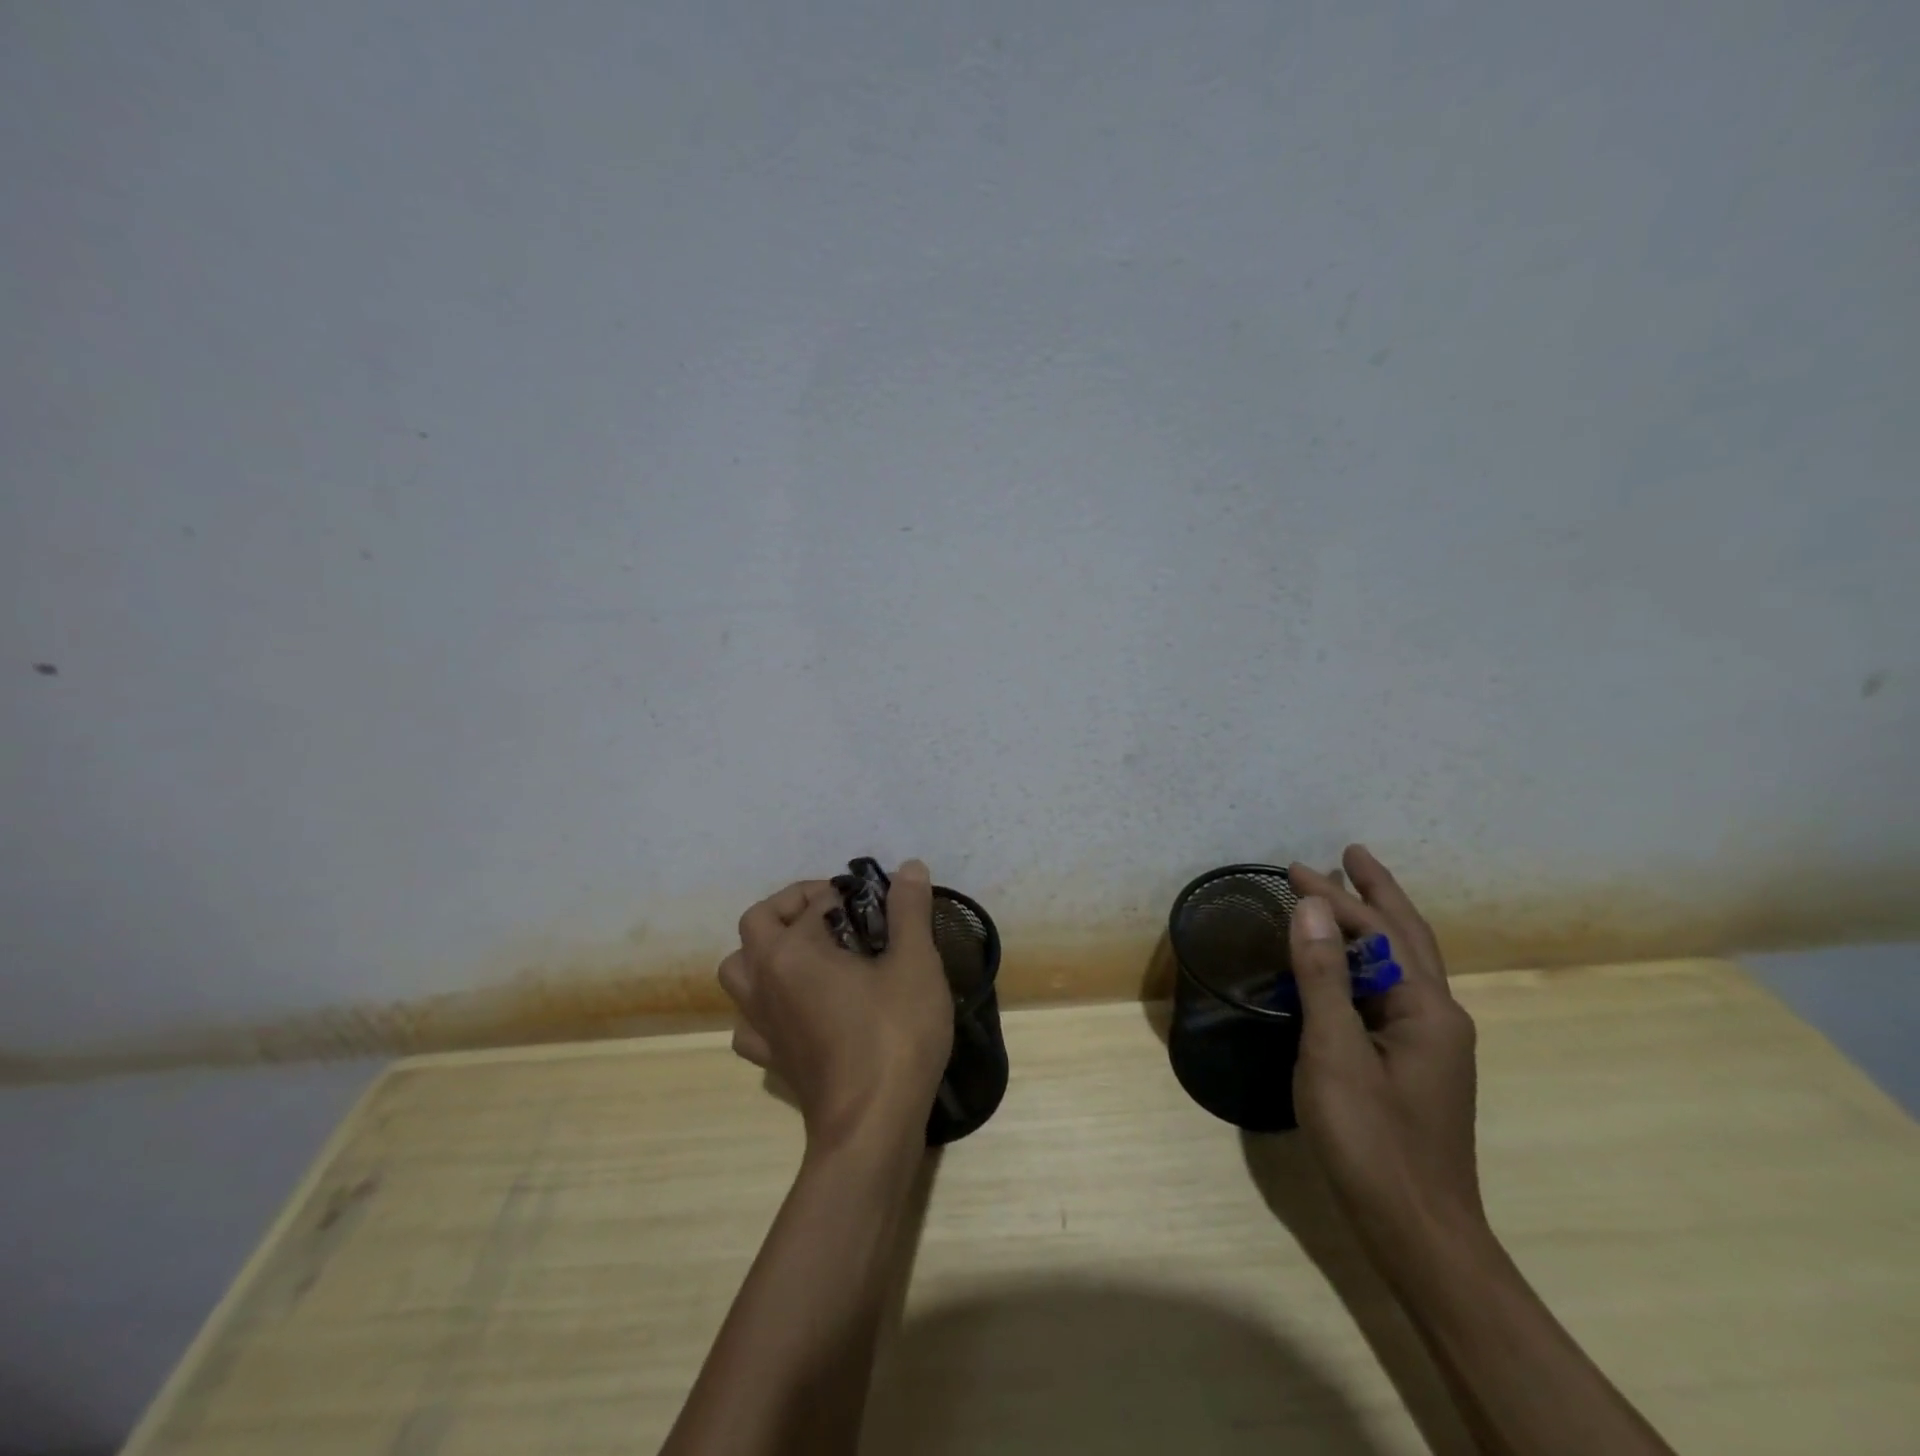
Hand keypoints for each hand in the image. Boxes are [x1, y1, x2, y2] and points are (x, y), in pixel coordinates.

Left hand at [719, 860, 953, 1152]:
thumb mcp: (914, 964)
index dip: (846, 894)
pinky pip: (749, 1021)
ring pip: (738, 971)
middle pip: (757, 923)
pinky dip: (764, 1007)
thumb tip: (909, 866)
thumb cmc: (894, 1035)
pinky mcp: (770, 1058)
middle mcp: (763, 980)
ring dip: (764, 952)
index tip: (876, 905)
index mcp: (792, 951)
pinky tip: (796, 1010)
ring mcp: (760, 1023)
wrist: (872, 1127)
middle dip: (792, 907)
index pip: (813, 900)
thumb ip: (909, 910)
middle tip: (835, 914)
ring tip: (808, 956)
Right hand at [1286, 846, 1484, 1267]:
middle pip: (1407, 937)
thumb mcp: (1335, 1052)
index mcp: (1426, 1008)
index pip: (1376, 932)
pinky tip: (1348, 965)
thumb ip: (1322, 976)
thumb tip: (1311, 905)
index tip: (1291, 870)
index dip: (1333, 898)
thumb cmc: (1372, 1141)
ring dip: (1374, 924)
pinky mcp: (1413, 1065)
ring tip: (1346, 894)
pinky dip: (1367, 961)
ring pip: (1402, 965)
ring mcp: (1430, 1044)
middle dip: (1378, 893)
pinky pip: (1390, 992)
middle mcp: (1438, 1017)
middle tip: (1351, 854)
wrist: (1418, 1235)